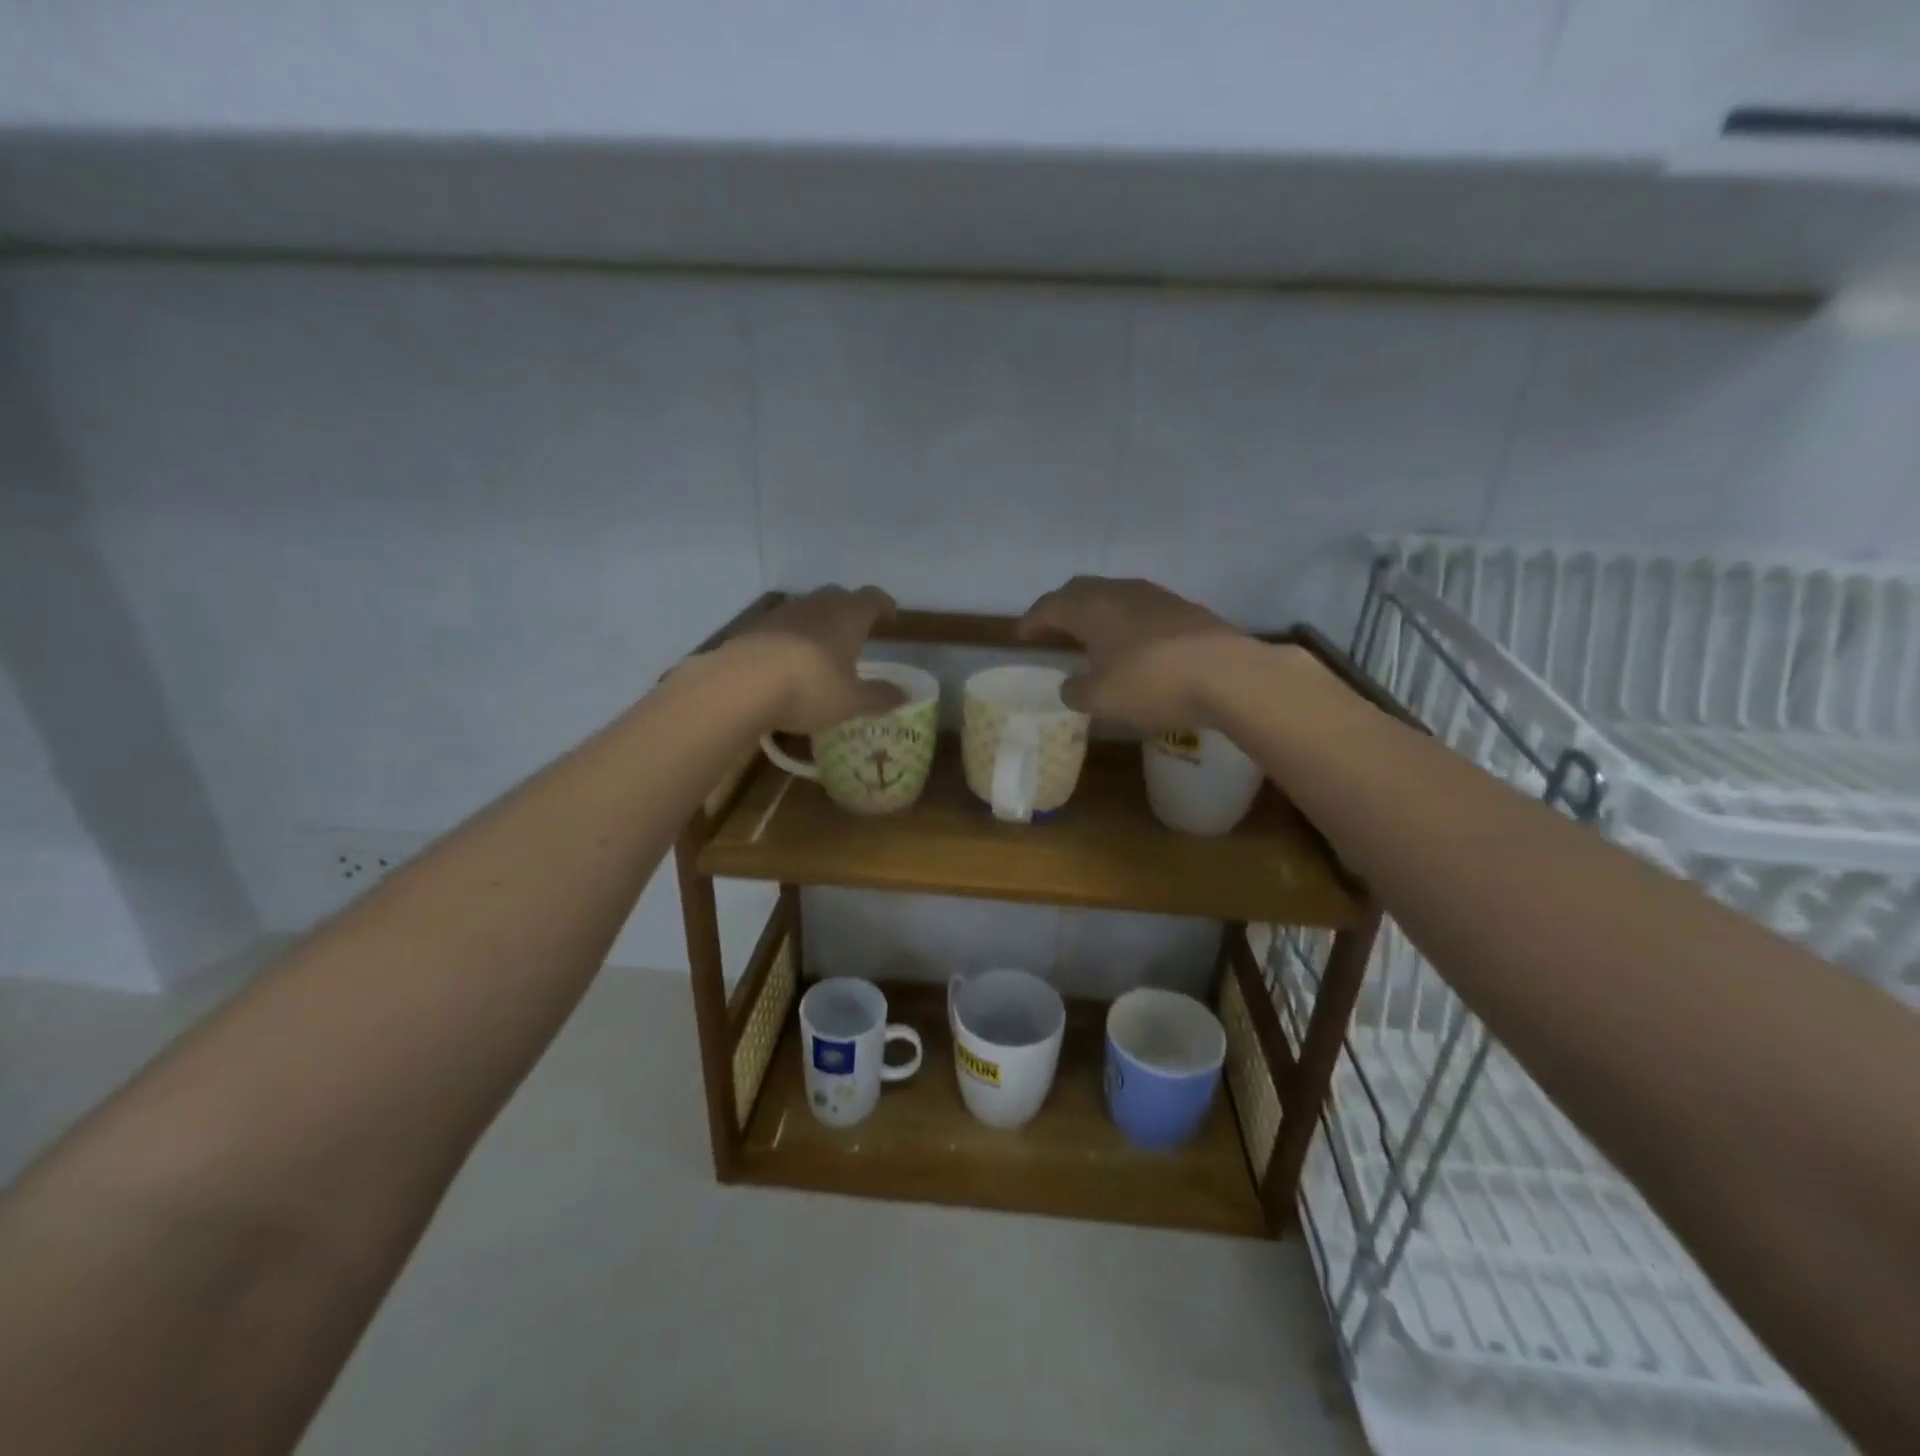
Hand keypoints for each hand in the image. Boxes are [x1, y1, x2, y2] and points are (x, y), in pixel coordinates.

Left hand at [729, 585, 905, 733]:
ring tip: (822, 650)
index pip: (872, 598)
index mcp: (847, 616)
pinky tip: (788, 663)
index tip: (890, 617)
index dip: (883, 605)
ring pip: (806, 610)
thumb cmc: (809, 688)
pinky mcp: (752, 629)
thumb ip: (879, 696)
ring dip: (818, 623)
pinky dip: (791, 639)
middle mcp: (815, 606)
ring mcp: (780, 614)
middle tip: (856, 632)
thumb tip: (902, 694)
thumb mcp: (851, 701)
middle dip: (849, 610)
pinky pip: (780, 627)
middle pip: (837, 596)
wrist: (739, 686)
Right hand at [1017, 576, 1245, 730]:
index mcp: (1091, 607)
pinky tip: (1131, 643)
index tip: (1021, 635)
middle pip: (1081, 590)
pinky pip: (1140, 608)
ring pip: (1113, 595)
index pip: (1050, 605)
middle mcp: (1120, 592)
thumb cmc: (1151, 683)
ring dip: (1096, 612)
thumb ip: (1076, 691)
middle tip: (1052, 628)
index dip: (1032, 620)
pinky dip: (1124, 622)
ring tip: (1090, 634)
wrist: (1228, 674)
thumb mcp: (1100, 699)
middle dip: (1062, 607)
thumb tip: (1071, 685)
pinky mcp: (1185, 610)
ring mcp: (1156, 597)